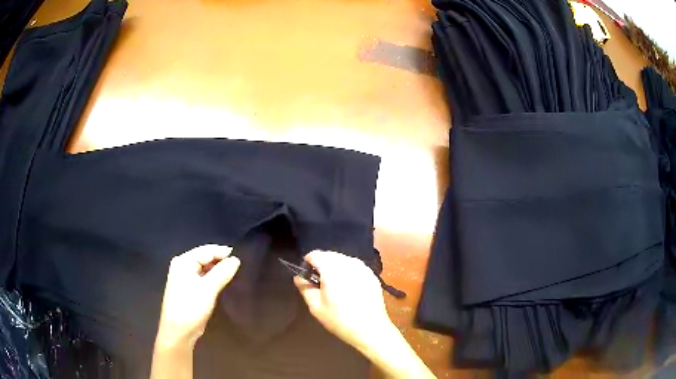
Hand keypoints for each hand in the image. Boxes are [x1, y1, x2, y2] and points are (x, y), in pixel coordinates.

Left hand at [155, 245, 239, 347]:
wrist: (178, 331)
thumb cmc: (191, 307)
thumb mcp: (208, 289)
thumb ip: (222, 272)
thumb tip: (236, 259)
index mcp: (183, 262)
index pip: (206, 250)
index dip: (222, 252)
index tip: (240, 256)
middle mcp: (182, 266)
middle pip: (204, 257)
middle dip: (220, 260)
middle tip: (238, 265)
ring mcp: (184, 277)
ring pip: (204, 268)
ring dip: (217, 269)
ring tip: (233, 272)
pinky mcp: (188, 288)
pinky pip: (202, 277)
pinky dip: (212, 277)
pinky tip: (222, 282)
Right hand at [293, 250, 392, 352]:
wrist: (370, 329)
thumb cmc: (340, 319)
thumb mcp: (316, 307)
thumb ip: (305, 288)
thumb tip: (299, 277)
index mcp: (333, 268)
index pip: (315, 255)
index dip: (307, 263)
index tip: (306, 276)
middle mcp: (348, 263)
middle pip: (330, 255)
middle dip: (321, 265)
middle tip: (319, 283)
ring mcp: (363, 268)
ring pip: (343, 259)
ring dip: (335, 267)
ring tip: (334, 286)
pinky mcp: (372, 275)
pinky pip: (355, 267)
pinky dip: (348, 272)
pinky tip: (348, 288)